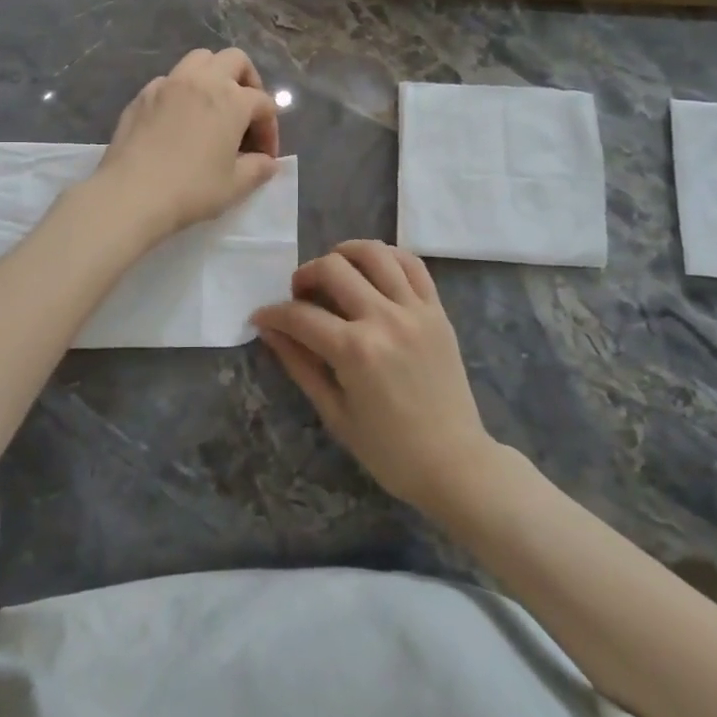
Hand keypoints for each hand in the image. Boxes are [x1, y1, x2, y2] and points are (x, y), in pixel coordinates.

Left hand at [92, 47, 281, 241]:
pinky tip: (179, 118)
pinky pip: (170, 79)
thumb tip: (268, 162)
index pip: (263, 103)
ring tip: (213, 105)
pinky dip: (183, 90)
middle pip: (235, 60)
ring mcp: (169, 84)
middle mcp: (202, 81)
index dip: (270, 129)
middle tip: (246, 113)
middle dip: (248, 82)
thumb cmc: (192, 189)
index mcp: (232, 100)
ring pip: (200, 59)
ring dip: (214, 75)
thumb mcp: (235, 185)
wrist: (132, 193)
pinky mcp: (143, 95)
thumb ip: (258, 169)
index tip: (264, 156)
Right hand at [251, 240, 496, 516]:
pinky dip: (387, 256)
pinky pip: (412, 264)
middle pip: (333, 268)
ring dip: (344, 255)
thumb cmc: (388, 450)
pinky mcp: (437, 310)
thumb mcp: (334, 413)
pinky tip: (371, 268)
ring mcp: (415, 310)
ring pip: (374, 253)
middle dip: (304, 276)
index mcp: (355, 351)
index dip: (272, 314)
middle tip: (299, 296)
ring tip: (334, 272)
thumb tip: (269, 330)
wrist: (454, 463)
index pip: (300, 315)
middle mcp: (384, 319)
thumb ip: (299, 364)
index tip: (261, 317)